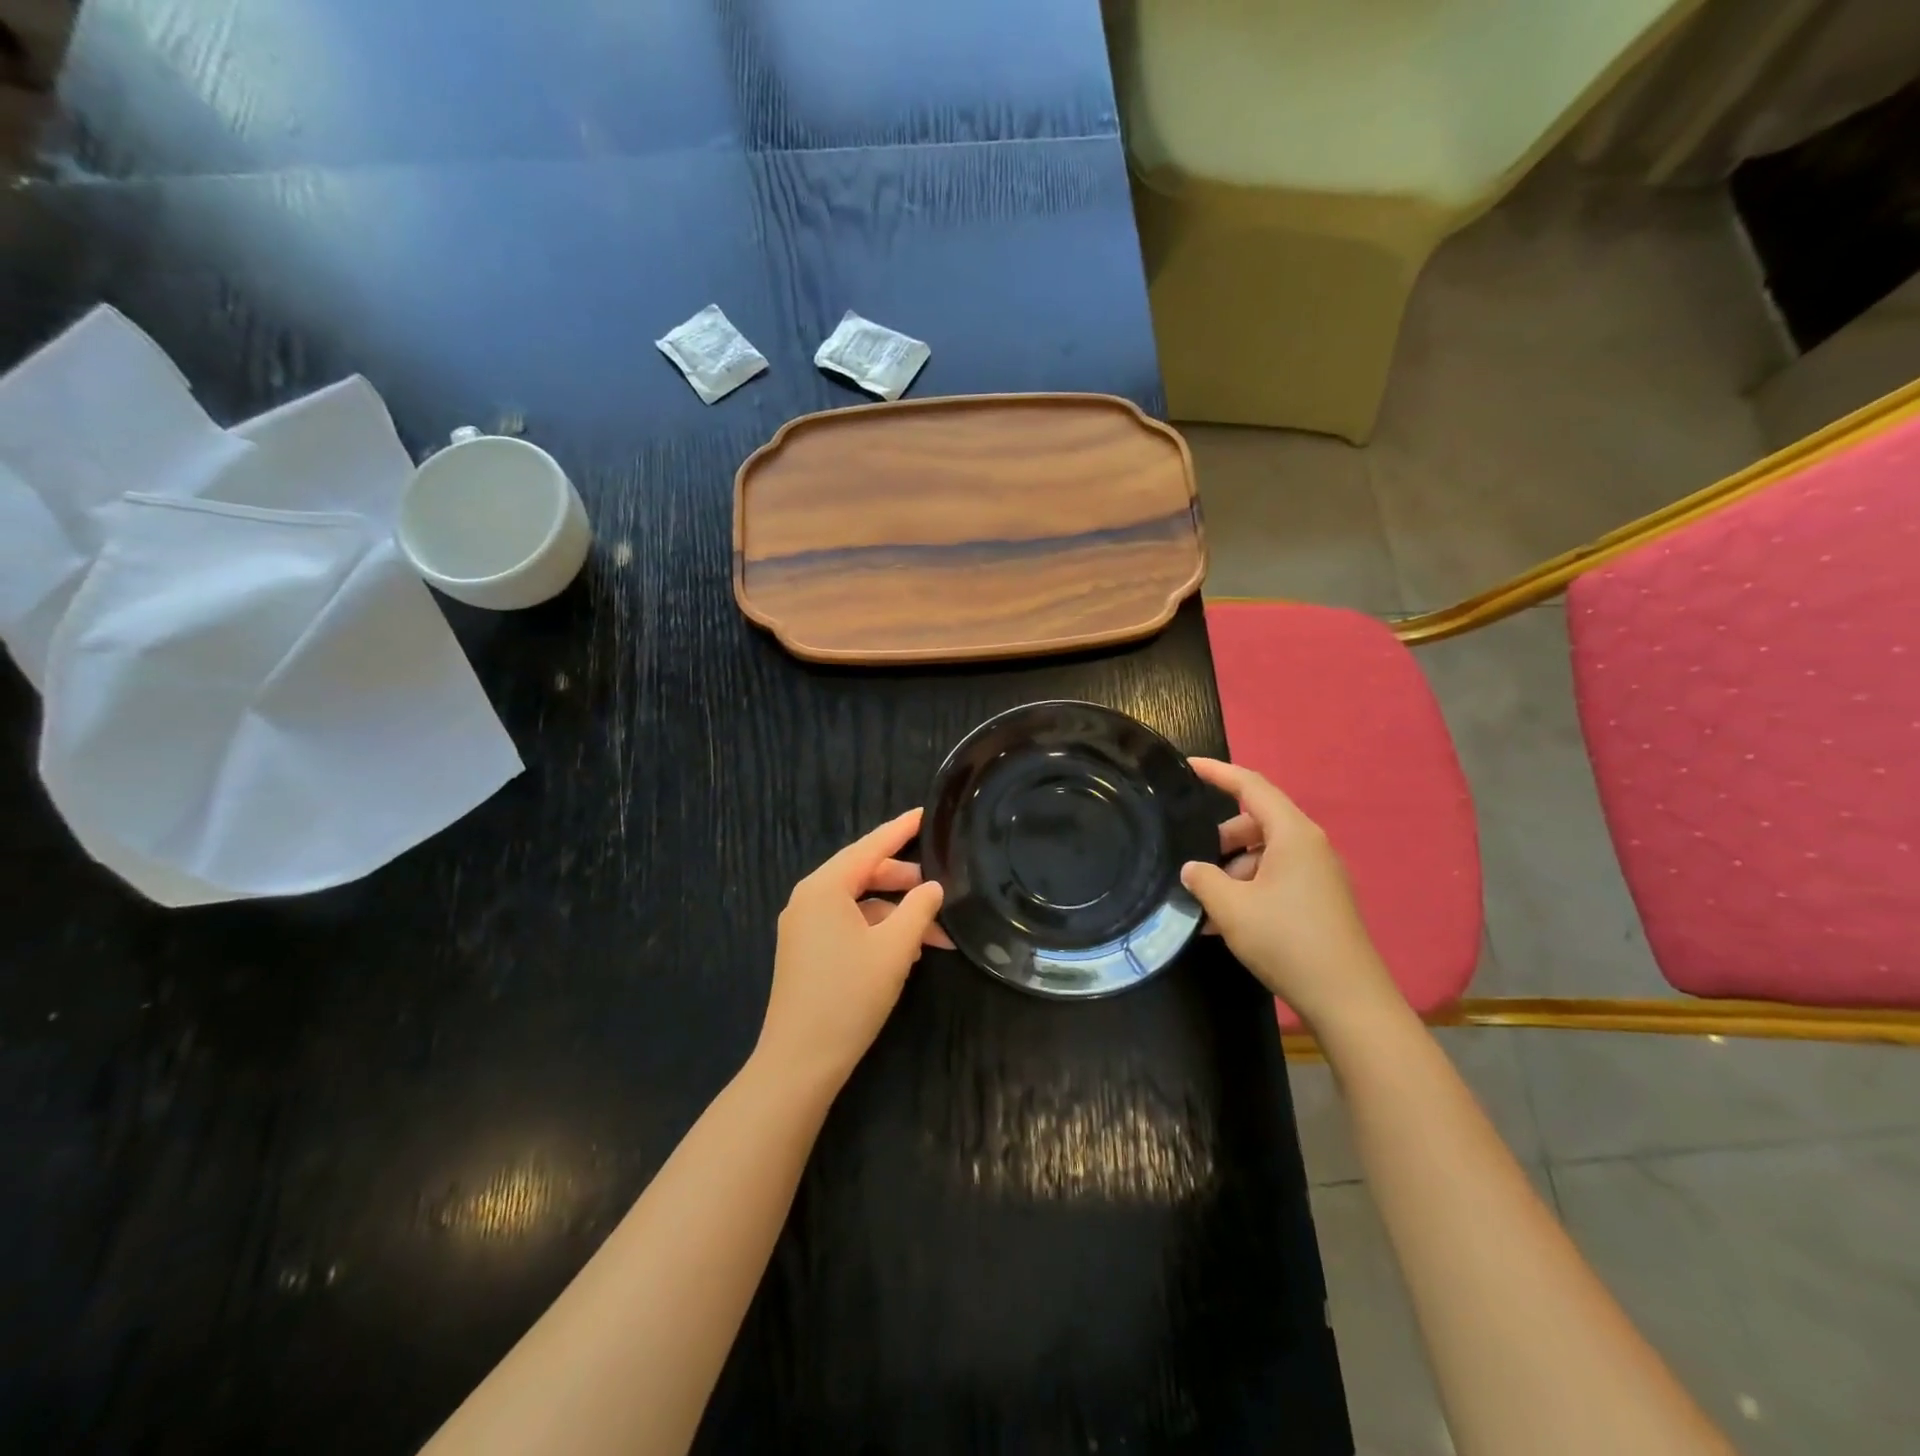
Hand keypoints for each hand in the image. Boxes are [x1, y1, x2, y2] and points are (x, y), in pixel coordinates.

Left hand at [755, 808, 948, 1090]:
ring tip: (935, 935)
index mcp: (825, 887)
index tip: (926, 813)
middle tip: (941, 887)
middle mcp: (809, 899)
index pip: (870, 846)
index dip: (901, 829)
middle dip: (905, 881)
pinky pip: (848, 925)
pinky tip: (908, 953)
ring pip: (859, 904)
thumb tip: (933, 887)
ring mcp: (804, 926)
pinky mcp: (806, 951)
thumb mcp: (895, 948)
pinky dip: (878, 931)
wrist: (799, 1062)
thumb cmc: (849, 996)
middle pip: (864, 873)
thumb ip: (919, 909)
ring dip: (897, 914)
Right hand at [1181, 758, 1401, 1030]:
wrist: (1347, 999)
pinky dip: (1250, 888)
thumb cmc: (1287, 941)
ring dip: (1232, 870)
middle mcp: (1310, 846)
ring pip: (1265, 854)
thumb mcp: (1232, 908)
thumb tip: (1192, 868)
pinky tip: (1226, 922)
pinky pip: (1277, 878)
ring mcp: (1319, 874)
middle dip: (1221, 838)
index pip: (1251, 786)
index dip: (1217, 772)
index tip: (1188, 766)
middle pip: (1257, 822)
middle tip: (1192, 862)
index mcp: (1293, 834)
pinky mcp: (1321, 900)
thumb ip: (1204, 879)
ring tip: (1206, 905)